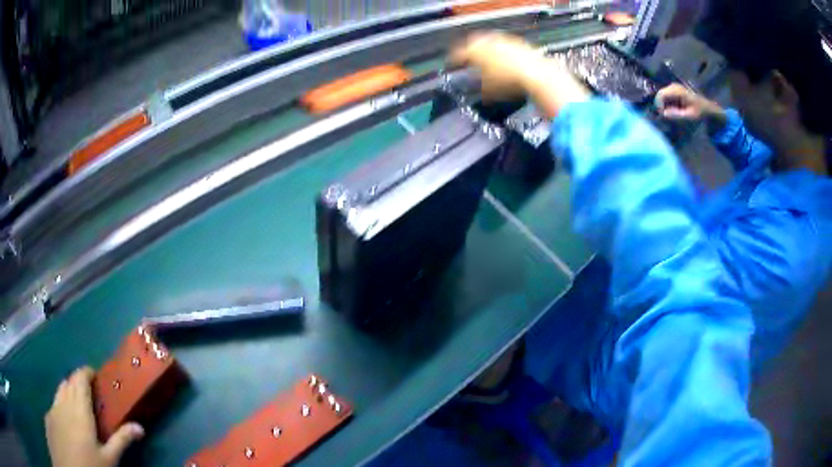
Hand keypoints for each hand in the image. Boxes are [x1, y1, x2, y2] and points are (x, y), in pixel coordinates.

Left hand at [45, 367, 143, 466]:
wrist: (68, 466)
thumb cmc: (89, 465)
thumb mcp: (109, 459)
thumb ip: (121, 440)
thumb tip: (140, 427)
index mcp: (79, 409)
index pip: (80, 378)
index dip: (87, 372)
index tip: (97, 375)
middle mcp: (64, 402)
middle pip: (69, 381)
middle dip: (79, 382)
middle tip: (92, 394)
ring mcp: (53, 408)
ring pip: (60, 389)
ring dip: (69, 390)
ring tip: (78, 404)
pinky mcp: (49, 416)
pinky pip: (55, 401)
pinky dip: (62, 402)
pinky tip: (67, 421)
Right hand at [451, 32, 589, 117]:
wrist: (537, 75)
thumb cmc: (510, 83)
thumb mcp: (490, 91)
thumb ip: (481, 89)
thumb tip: (480, 93)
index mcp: (475, 51)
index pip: (458, 54)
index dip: (453, 61)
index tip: (452, 65)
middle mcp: (488, 42)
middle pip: (473, 44)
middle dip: (469, 52)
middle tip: (467, 59)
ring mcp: (504, 41)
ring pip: (489, 43)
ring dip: (486, 50)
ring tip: (487, 60)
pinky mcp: (518, 43)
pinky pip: (504, 45)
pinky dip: (501, 52)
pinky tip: (506, 61)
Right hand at [656, 84, 726, 130]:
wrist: (707, 106)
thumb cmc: (699, 111)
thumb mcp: (689, 115)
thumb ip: (676, 114)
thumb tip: (664, 113)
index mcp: (677, 91)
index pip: (661, 94)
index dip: (659, 104)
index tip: (663, 114)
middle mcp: (674, 86)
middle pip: (660, 94)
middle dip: (661, 105)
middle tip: (666, 116)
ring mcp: (674, 86)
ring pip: (662, 95)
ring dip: (664, 105)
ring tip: (671, 113)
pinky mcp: (675, 89)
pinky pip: (666, 95)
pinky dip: (668, 103)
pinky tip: (674, 109)